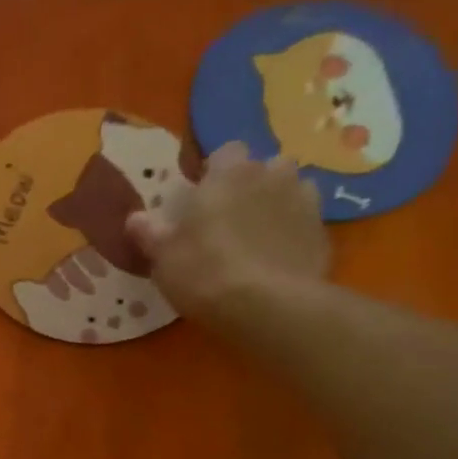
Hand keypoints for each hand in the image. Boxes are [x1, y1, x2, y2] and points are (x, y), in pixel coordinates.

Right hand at [126, 141, 330, 317]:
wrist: (267, 306)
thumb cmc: (204, 273)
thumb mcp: (163, 257)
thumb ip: (150, 233)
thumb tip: (134, 218)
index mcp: (229, 173)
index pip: (226, 152)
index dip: (216, 172)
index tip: (203, 198)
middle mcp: (271, 175)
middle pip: (265, 167)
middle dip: (252, 185)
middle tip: (231, 219)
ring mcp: (304, 201)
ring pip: (292, 189)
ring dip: (278, 204)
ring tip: (259, 236)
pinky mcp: (323, 232)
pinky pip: (306, 223)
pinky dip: (294, 233)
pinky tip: (279, 258)